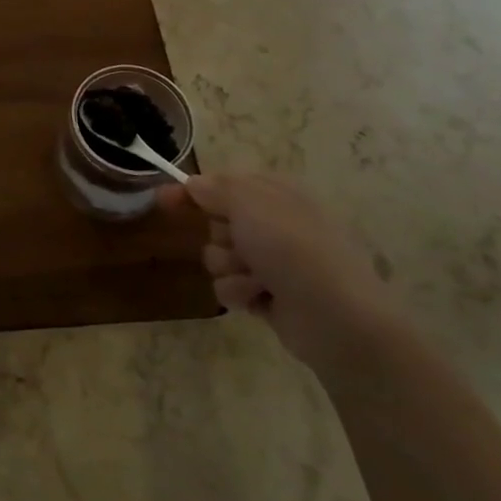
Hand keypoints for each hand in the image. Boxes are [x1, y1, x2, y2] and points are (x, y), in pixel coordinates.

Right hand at [161, 174, 399, 376]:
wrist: (337, 317)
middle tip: (239, 244)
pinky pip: (230, 287)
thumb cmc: (293, 248)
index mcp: (275, 194)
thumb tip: (193, 183)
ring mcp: (272, 262)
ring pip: (218, 257)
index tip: (163, 199)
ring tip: (256, 279)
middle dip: (220, 236)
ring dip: (229, 268)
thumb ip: (216, 188)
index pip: (223, 184)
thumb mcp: (249, 203)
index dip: (194, 191)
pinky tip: (260, 299)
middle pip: (216, 223)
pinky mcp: (267, 296)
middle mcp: (273, 224)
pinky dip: (240, 293)